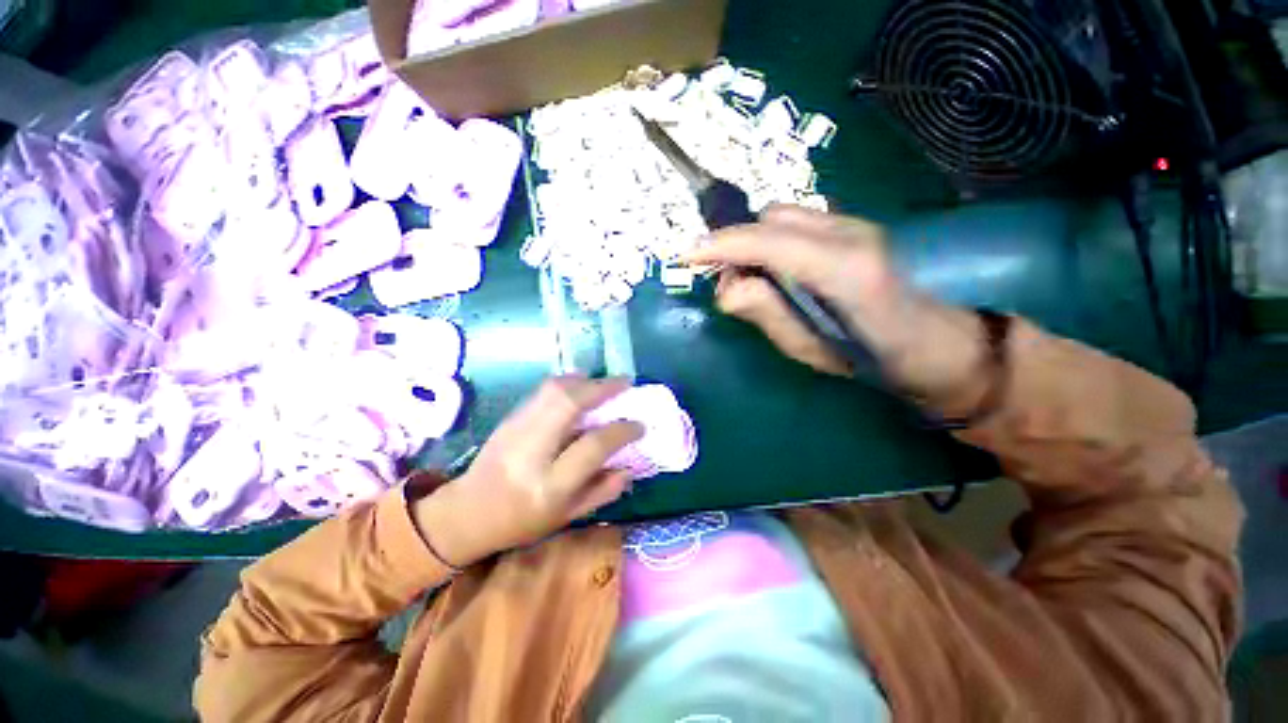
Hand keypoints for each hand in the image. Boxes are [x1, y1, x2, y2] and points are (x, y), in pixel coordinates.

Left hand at [412, 376, 642, 566]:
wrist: (467, 512)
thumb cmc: (521, 521)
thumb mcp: (566, 517)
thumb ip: (602, 492)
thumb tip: (630, 467)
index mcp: (550, 484)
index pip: (593, 446)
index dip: (621, 431)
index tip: (639, 425)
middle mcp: (532, 452)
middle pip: (569, 404)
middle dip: (602, 388)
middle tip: (625, 383)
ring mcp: (517, 430)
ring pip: (553, 390)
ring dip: (585, 381)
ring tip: (604, 383)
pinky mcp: (509, 418)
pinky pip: (542, 391)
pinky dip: (567, 382)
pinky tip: (580, 386)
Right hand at [687, 204, 986, 401]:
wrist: (934, 344)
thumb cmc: (870, 360)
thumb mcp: (809, 351)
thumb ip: (766, 314)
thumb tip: (726, 288)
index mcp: (844, 271)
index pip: (770, 240)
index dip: (723, 245)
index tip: (686, 257)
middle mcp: (850, 234)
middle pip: (773, 218)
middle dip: (737, 244)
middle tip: (727, 284)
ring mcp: (855, 225)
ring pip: (782, 216)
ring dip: (754, 242)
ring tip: (751, 280)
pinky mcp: (853, 227)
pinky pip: (796, 223)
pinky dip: (771, 241)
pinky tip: (775, 271)